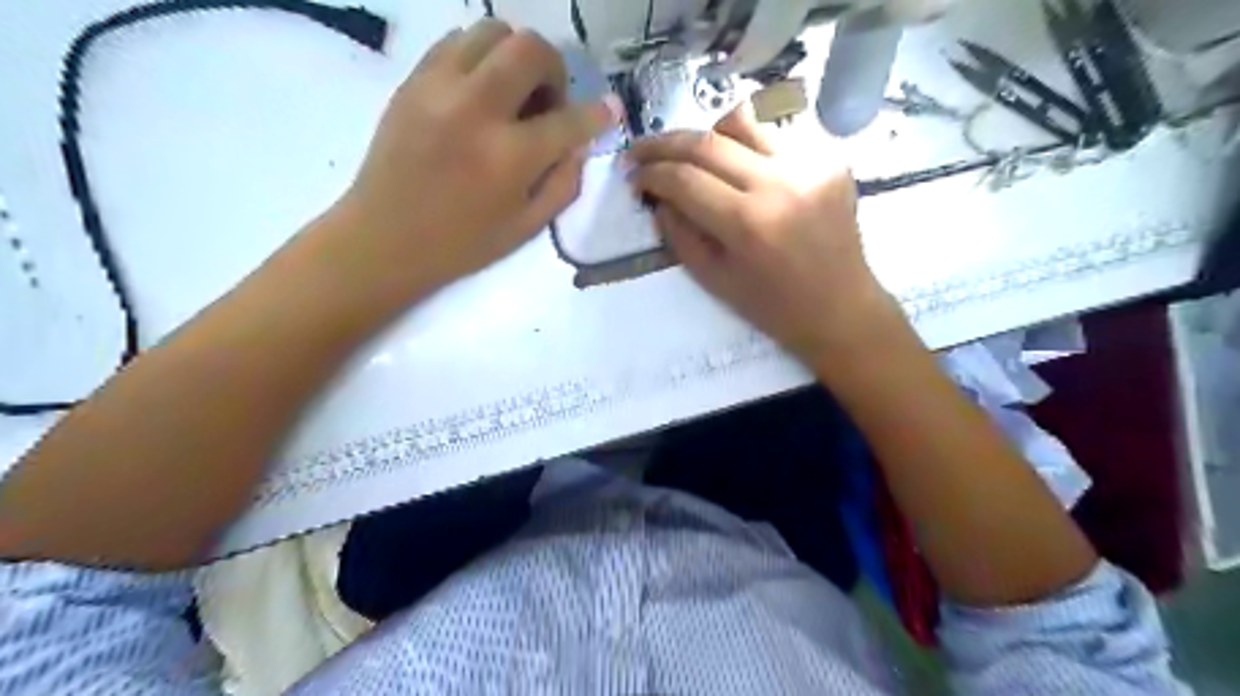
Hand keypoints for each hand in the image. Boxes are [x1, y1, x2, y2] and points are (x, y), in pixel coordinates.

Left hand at [328, 19, 620, 293]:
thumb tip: (578, 144)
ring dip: (515, 56)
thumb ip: (564, 182)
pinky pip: (456, 41)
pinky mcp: (413, 81)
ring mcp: (439, 88)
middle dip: (554, 70)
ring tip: (512, 93)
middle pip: (530, 48)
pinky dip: (480, 57)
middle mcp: (476, 109)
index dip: (598, 113)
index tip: (610, 109)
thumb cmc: (462, 243)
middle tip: (547, 102)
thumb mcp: (527, 227)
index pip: (569, 119)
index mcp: (509, 157)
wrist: (384, 239)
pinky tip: (480, 91)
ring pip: (491, 31)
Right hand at [631, 107, 902, 366]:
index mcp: (749, 223)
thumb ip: (679, 234)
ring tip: (691, 156)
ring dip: (706, 136)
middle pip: (707, 142)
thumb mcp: (714, 280)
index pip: (685, 179)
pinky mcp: (830, 158)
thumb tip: (659, 197)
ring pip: (742, 122)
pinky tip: (739, 168)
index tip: (632, 176)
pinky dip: (746, 145)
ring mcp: (811, 164)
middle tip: (640, 151)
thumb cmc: (773, 306)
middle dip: (664, 143)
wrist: (841, 308)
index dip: (650, 173)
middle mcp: (780, 182)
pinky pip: (775, 134)